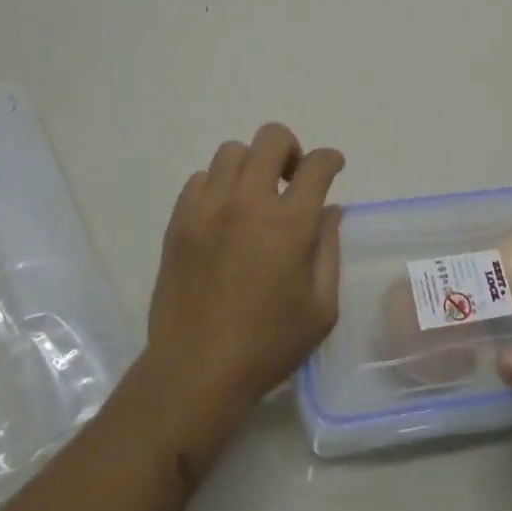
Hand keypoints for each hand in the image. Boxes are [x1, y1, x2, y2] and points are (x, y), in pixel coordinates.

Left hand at [145, 123, 344, 422]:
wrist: (194, 372)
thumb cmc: (267, 345)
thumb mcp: (321, 308)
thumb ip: (330, 250)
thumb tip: (330, 211)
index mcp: (289, 222)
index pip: (317, 164)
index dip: (330, 160)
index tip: (332, 168)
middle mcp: (249, 202)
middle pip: (271, 138)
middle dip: (290, 149)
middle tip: (291, 179)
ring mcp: (208, 208)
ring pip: (232, 151)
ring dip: (252, 165)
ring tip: (254, 196)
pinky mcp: (179, 221)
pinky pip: (200, 178)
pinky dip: (218, 185)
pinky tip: (224, 214)